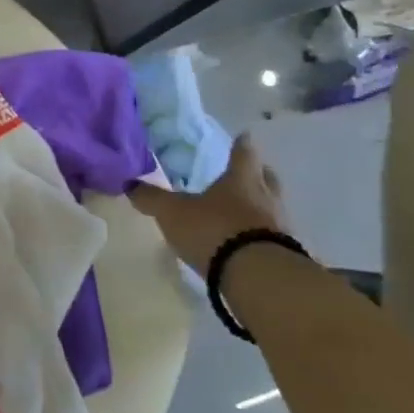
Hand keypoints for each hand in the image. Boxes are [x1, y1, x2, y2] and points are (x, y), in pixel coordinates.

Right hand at [130, 134, 288, 271]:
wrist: (257, 276)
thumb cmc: (214, 230)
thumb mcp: (173, 213)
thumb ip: (152, 198)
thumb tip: (129, 183)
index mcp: (240, 180)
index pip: (243, 154)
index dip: (241, 145)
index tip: (244, 136)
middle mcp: (265, 197)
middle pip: (267, 178)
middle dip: (259, 173)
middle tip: (251, 171)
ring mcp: (279, 226)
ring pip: (273, 207)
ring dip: (262, 206)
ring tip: (247, 209)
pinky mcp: (284, 255)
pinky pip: (274, 236)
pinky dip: (262, 234)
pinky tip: (249, 241)